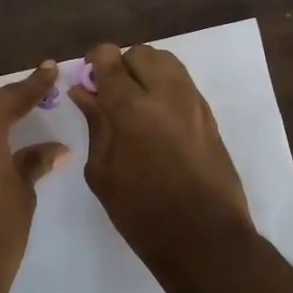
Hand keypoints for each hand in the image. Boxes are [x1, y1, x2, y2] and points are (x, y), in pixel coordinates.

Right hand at [69, 43, 256, 287]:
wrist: (205, 239)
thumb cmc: (142, 213)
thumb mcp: (103, 172)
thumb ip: (95, 124)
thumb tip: (83, 91)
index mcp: (132, 107)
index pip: (110, 58)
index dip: (95, 62)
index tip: (88, 80)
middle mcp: (165, 93)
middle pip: (140, 53)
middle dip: (122, 66)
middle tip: (111, 96)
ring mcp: (193, 102)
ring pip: (166, 62)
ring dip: (146, 72)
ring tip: (136, 104)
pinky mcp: (209, 115)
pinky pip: (183, 83)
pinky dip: (166, 87)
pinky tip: (157, 119)